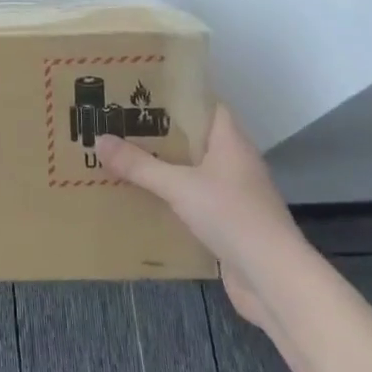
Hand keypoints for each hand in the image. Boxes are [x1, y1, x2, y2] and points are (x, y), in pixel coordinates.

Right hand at [96, 103, 304, 332]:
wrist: (273, 279)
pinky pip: (194, 202)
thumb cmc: (231, 216)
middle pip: (195, 139)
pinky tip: (143, 201)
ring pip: (193, 172)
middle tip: (122, 124)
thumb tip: (99, 139)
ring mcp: (234, 196)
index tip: (143, 92)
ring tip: (125, 159)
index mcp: (230, 142)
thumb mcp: (178, 186)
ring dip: (165, 168)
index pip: (206, 105)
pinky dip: (172, 199)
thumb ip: (139, 165)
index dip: (178, 96)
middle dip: (161, 133)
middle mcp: (235, 163)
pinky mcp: (229, 225)